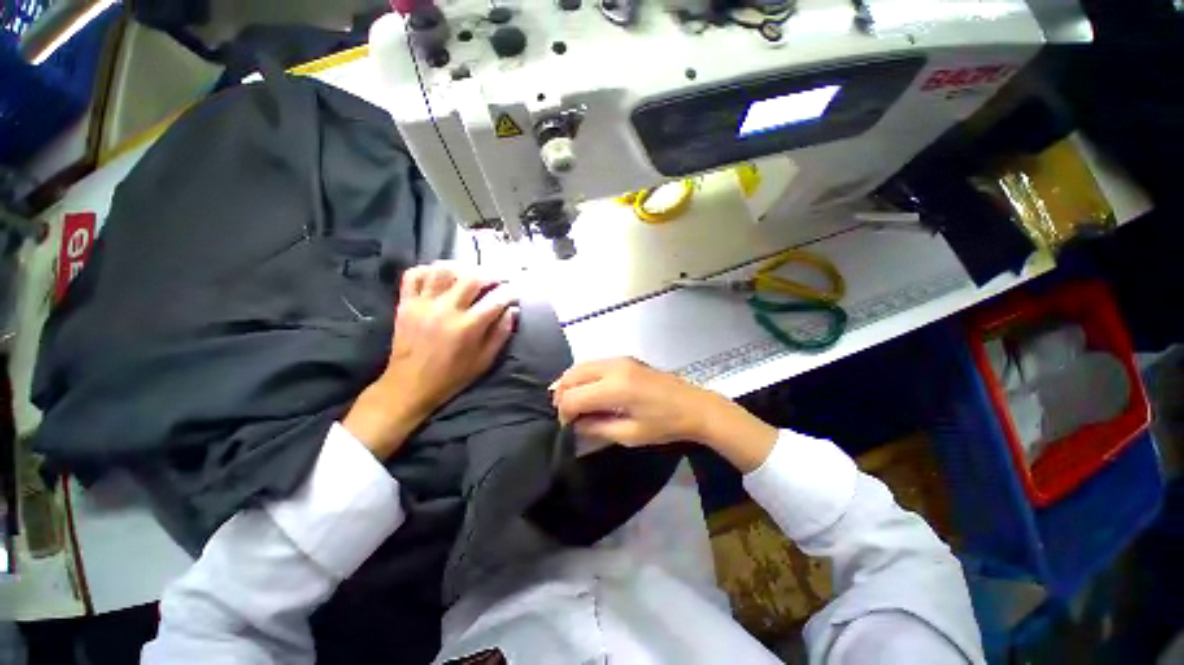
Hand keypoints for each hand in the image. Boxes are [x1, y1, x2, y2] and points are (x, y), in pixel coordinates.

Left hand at [344, 263, 516, 458]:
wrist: (410, 385)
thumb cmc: (452, 376)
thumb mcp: (484, 361)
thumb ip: (500, 334)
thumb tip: (512, 311)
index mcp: (468, 327)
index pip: (496, 300)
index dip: (510, 292)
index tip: (515, 292)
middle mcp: (446, 309)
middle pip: (472, 278)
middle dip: (490, 275)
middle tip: (498, 279)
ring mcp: (423, 304)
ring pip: (443, 270)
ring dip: (462, 267)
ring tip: (471, 273)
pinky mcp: (405, 303)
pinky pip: (414, 275)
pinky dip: (428, 269)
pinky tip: (440, 274)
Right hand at [551, 358, 776, 470]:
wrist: (695, 405)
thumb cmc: (665, 425)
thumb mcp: (630, 435)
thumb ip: (597, 428)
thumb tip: (575, 425)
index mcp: (615, 388)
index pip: (573, 397)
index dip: (564, 413)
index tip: (568, 427)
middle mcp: (613, 367)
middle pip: (572, 375)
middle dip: (562, 394)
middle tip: (565, 414)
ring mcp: (619, 359)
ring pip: (581, 365)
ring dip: (570, 382)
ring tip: (570, 402)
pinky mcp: (625, 358)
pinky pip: (594, 363)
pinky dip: (583, 375)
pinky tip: (586, 388)